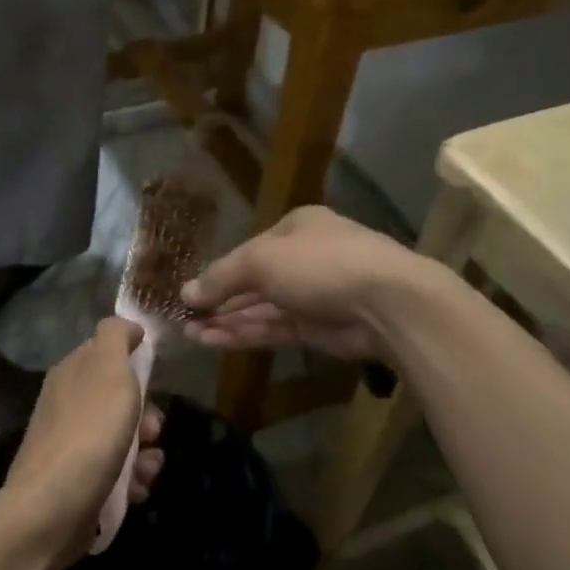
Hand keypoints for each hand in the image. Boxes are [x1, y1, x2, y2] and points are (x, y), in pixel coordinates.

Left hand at [0, 318, 164, 561]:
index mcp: (71, 372)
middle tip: (152, 431)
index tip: (152, 379)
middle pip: (122, 400)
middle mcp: (69, 404)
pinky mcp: (81, 482)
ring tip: (145, 468)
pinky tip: (136, 489)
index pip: (108, 353)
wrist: (52, 509)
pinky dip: (134, 479)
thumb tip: (127, 326)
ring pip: (126, 439)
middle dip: (148, 416)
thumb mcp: (108, 368)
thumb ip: (117, 337)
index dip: (135, 363)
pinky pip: (119, 472)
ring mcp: (73, 445)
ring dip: (147, 453)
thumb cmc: (88, 432)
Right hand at [183, 206, 413, 360]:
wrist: (386, 302)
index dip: (217, 272)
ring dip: (226, 320)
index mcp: (295, 228)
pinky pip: (274, 328)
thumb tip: (186, 292)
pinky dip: (245, 334)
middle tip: (183, 318)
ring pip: (262, 308)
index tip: (188, 292)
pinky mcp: (319, 328)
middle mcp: (304, 258)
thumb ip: (222, 277)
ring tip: (189, 334)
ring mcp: (313, 295)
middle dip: (218, 300)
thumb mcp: (260, 260)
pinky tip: (214, 341)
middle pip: (252, 281)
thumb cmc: (319, 264)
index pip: (248, 250)